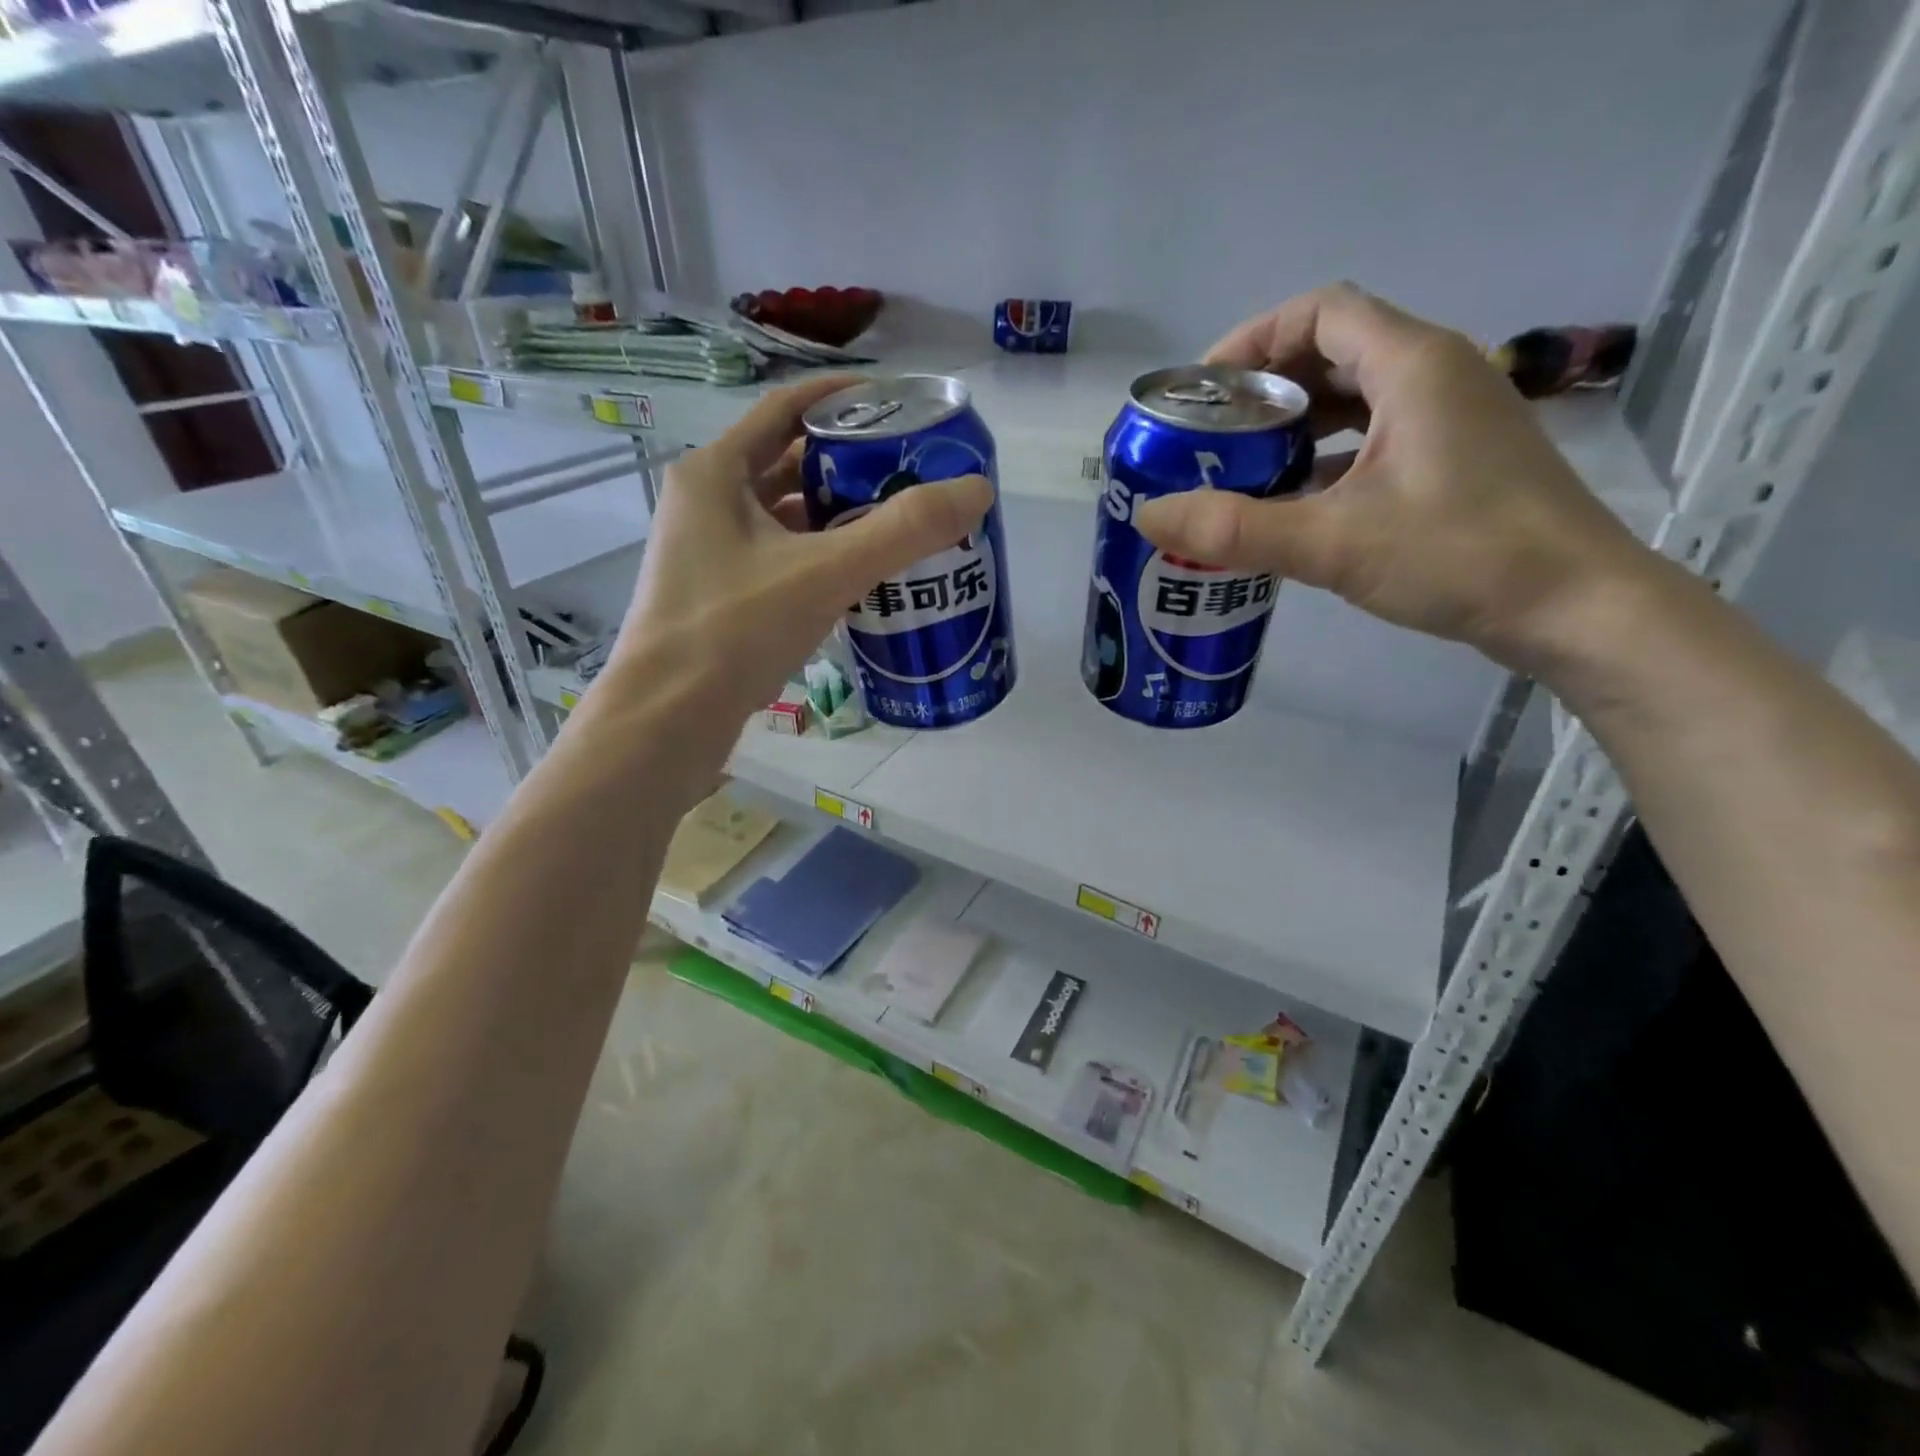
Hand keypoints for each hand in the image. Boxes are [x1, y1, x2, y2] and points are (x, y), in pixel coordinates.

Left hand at [611, 375, 992, 723]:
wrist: (667, 719)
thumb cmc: (734, 631)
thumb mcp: (825, 573)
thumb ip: (903, 532)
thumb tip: (976, 489)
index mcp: (715, 473)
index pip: (785, 409)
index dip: (841, 400)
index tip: (896, 405)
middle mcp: (706, 503)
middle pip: (788, 464)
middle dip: (849, 465)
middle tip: (910, 474)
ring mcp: (709, 553)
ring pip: (785, 517)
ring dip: (836, 516)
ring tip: (897, 524)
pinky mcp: (719, 596)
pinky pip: (779, 558)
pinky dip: (818, 557)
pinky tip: (860, 578)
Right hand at [1133, 283, 1653, 669]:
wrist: (1575, 607)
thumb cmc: (1461, 557)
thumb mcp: (1333, 544)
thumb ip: (1234, 531)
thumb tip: (1148, 515)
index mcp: (1412, 365)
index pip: (1319, 311)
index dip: (1252, 340)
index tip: (1203, 392)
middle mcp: (1435, 374)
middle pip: (1333, 351)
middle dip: (1265, 388)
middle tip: (1211, 437)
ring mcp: (1451, 418)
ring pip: (1356, 397)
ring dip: (1294, 425)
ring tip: (1240, 469)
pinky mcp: (1455, 459)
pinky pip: (1374, 437)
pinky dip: (1326, 457)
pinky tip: (1293, 503)